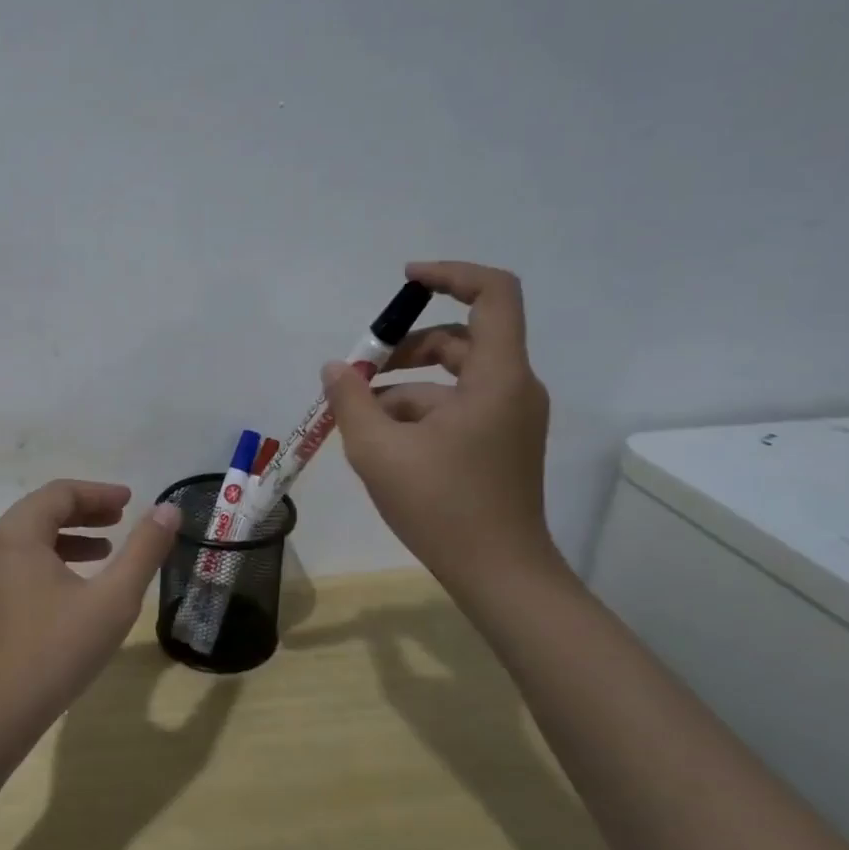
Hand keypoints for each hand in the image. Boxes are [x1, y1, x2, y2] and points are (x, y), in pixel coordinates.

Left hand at [0, 480, 180, 734]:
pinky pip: (24, 561)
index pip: (60, 493)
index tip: (131, 501)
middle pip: (43, 510)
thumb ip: (143, 551)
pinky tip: (81, 582)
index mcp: (18, 536)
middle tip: (123, 517)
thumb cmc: (57, 650)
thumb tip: (169, 510)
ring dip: (71, 534)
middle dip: (85, 510)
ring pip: (32, 536)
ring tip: (108, 547)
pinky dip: (55, 558)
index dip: (99, 492)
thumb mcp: (113, 599)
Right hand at [323, 261, 557, 592]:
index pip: (493, 294)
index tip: (405, 281)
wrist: (499, 574)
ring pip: (452, 379)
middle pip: (460, 339)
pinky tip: (381, 443)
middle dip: (405, 348)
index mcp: (497, 377)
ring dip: (403, 388)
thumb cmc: (442, 506)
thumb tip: (336, 369)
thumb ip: (351, 400)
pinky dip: (418, 413)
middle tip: (359, 372)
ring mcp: (508, 417)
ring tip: (358, 418)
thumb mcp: (378, 450)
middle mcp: (512, 388)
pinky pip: (457, 408)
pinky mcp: (500, 442)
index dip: (450, 275)